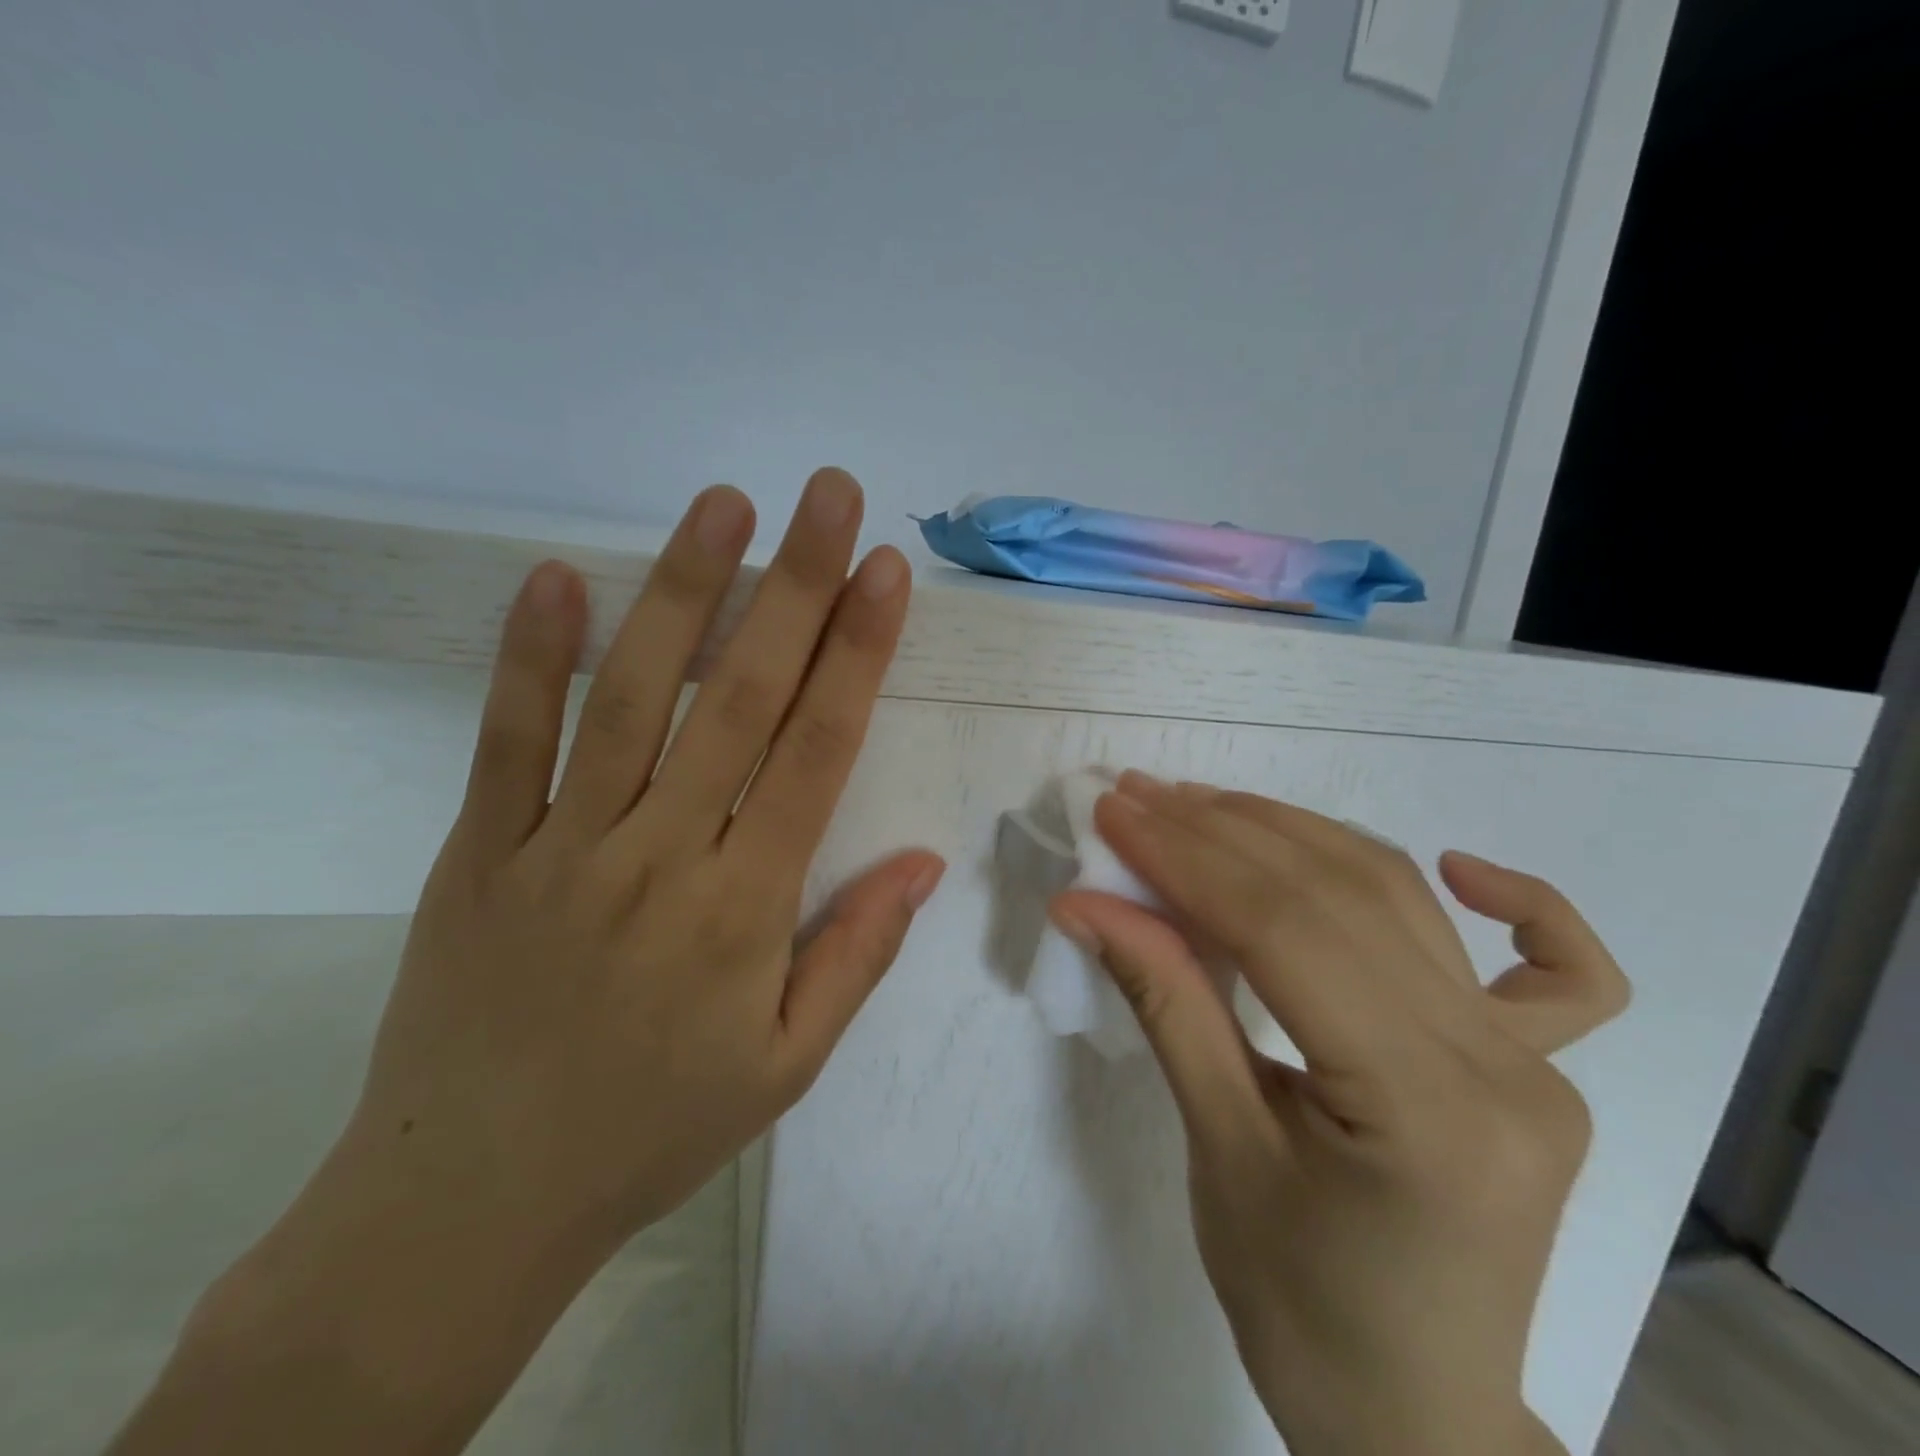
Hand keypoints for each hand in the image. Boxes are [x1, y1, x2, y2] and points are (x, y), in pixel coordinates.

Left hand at [111, 470, 943, 1455]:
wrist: (470, 1204)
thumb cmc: (654, 1130)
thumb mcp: (785, 1064)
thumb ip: (857, 953)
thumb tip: (922, 861)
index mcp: (745, 908)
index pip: (817, 751)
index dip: (857, 653)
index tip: (886, 574)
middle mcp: (661, 855)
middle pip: (740, 697)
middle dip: (794, 586)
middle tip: (827, 496)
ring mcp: (563, 845)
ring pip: (631, 696)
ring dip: (680, 590)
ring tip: (722, 506)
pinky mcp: (483, 852)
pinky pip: (508, 740)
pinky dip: (529, 655)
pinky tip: (553, 578)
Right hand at [1051, 776, 1629, 1455]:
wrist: (1413, 1416)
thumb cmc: (1298, 1307)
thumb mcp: (1217, 1150)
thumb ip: (1165, 1004)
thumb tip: (1085, 907)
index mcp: (1426, 1111)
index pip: (1284, 933)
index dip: (1186, 860)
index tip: (1115, 814)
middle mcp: (1503, 1069)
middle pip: (1339, 897)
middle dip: (1220, 833)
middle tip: (1139, 798)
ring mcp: (1534, 1064)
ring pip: (1402, 902)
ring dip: (1293, 835)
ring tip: (1205, 804)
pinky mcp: (1542, 1069)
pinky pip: (1561, 972)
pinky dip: (1526, 905)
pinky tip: (1461, 867)